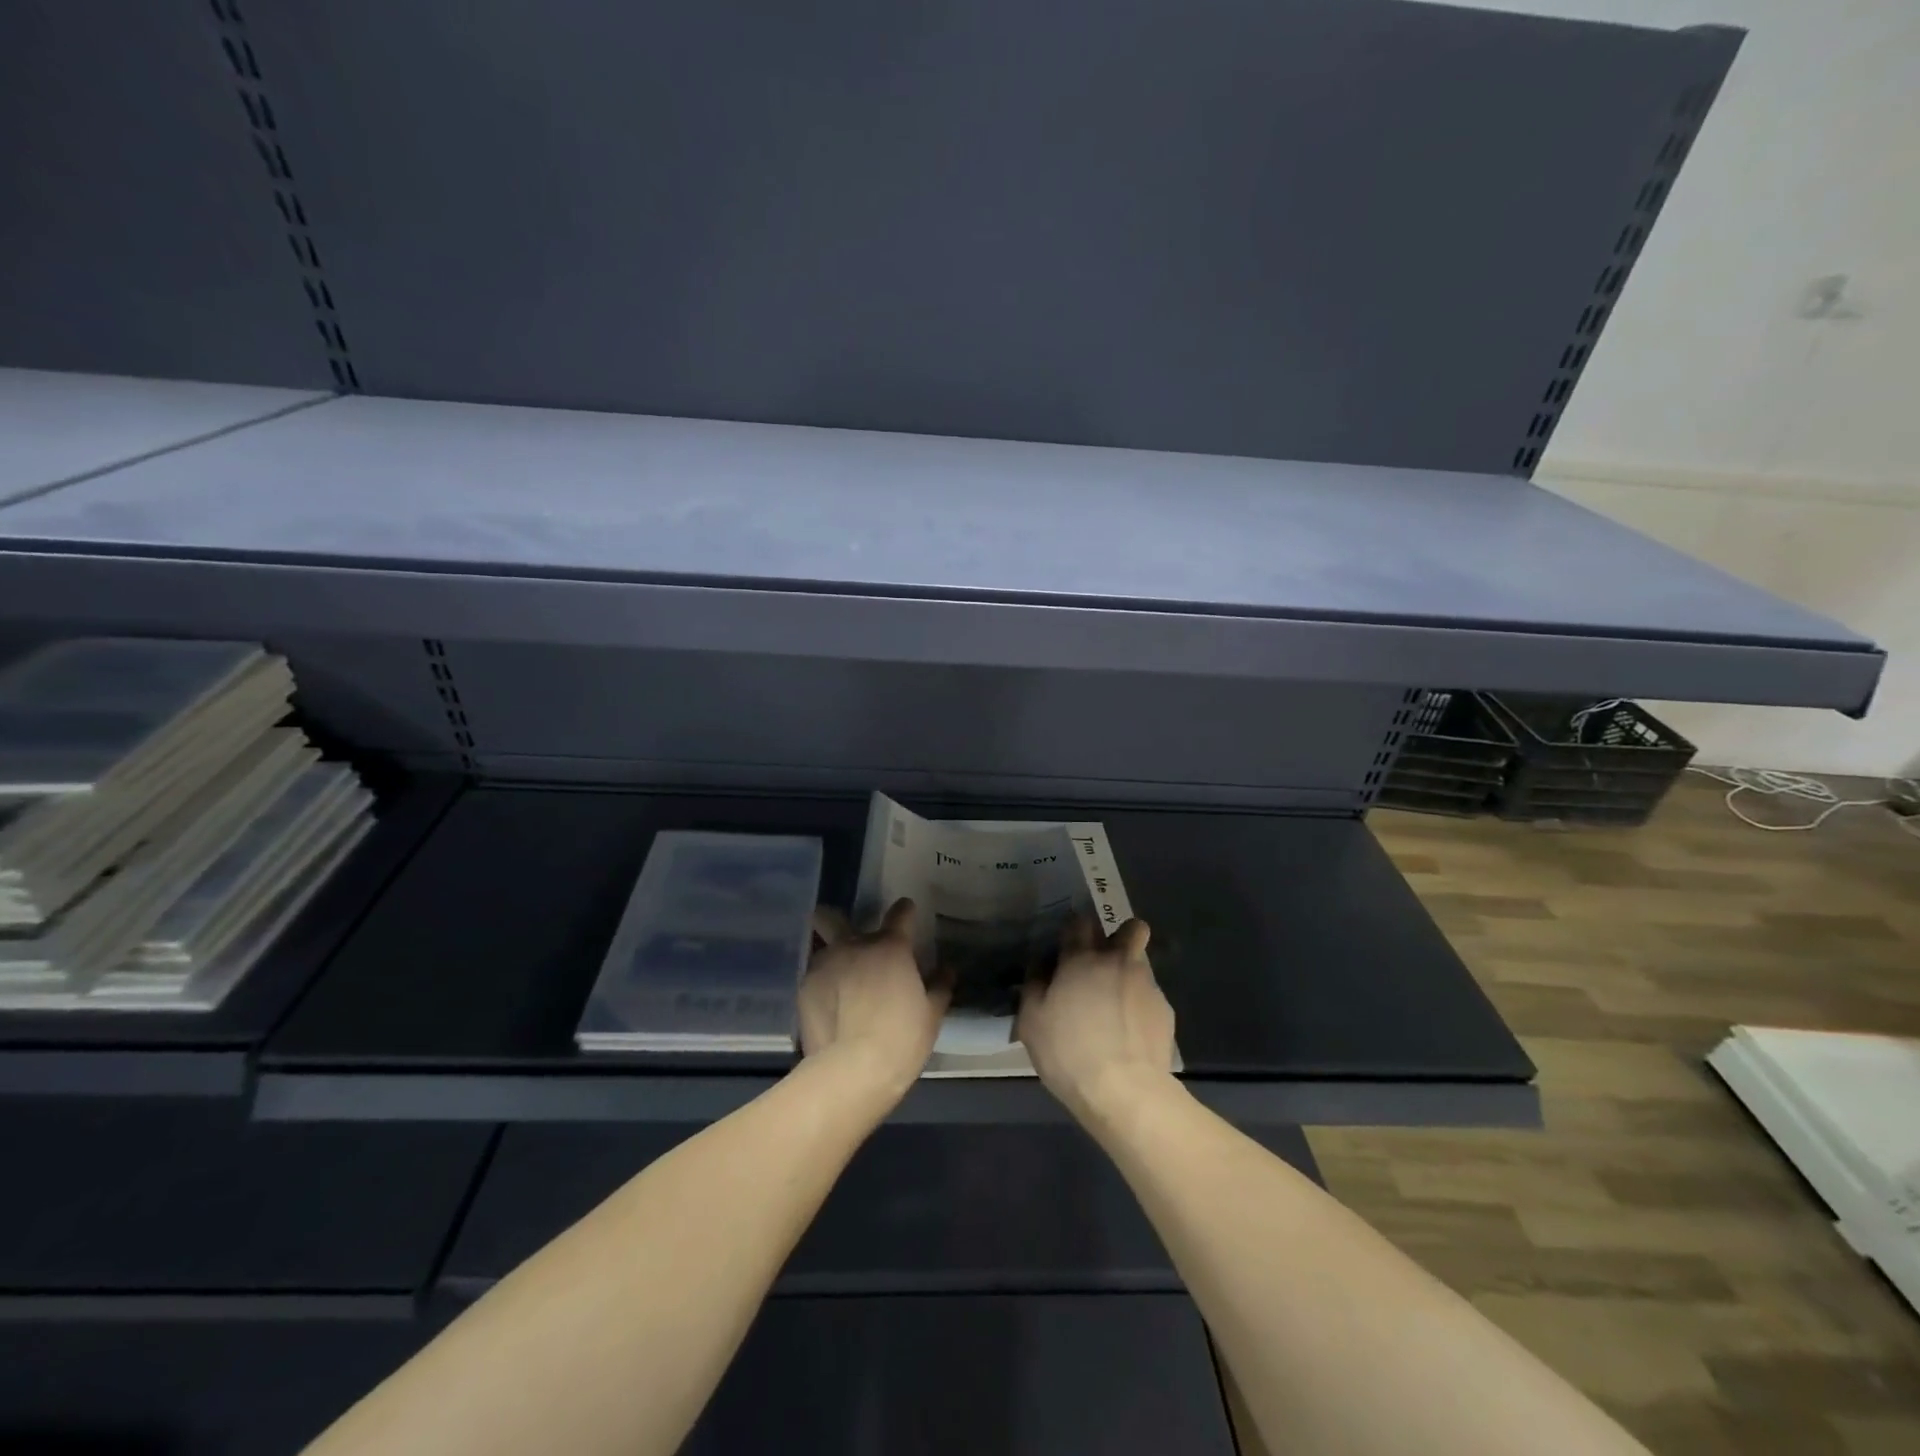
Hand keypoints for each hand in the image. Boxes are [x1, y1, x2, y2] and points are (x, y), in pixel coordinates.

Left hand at [798, 898, 948, 1102]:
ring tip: (839, 984)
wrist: (853, 1070)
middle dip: (835, 921)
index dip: (905, 911)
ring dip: (833, 960)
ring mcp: (824, 964)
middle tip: (848, 940)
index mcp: (890, 947)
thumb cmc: (901, 1039)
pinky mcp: (804, 988)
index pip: (900, 913)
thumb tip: (947, 970)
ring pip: (823, 950)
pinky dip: (823, 986)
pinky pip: (815, 978)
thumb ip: (939, 986)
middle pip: (834, 918)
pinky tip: (829, 1007)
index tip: (907, 913)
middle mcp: (854, 945)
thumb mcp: (931, 1015)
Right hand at [1017, 917, 1175, 1121]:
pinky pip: (1150, 995)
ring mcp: (1146, 984)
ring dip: (1129, 973)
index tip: (1068, 946)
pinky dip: (1140, 1006)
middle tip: (1103, 964)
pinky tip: (1130, 1033)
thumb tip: (1041, 968)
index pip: (1080, 921)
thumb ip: (1034, 986)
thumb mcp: (1031, 1022)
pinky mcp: (1165, 1009)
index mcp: (1081, 959)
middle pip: (1130, 927)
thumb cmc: (1069, 1053)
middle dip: (1120, 936)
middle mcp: (1117, 961)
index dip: (1074, 929)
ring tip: (1115, 1006)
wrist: (1125, 1091)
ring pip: (1141, 961)